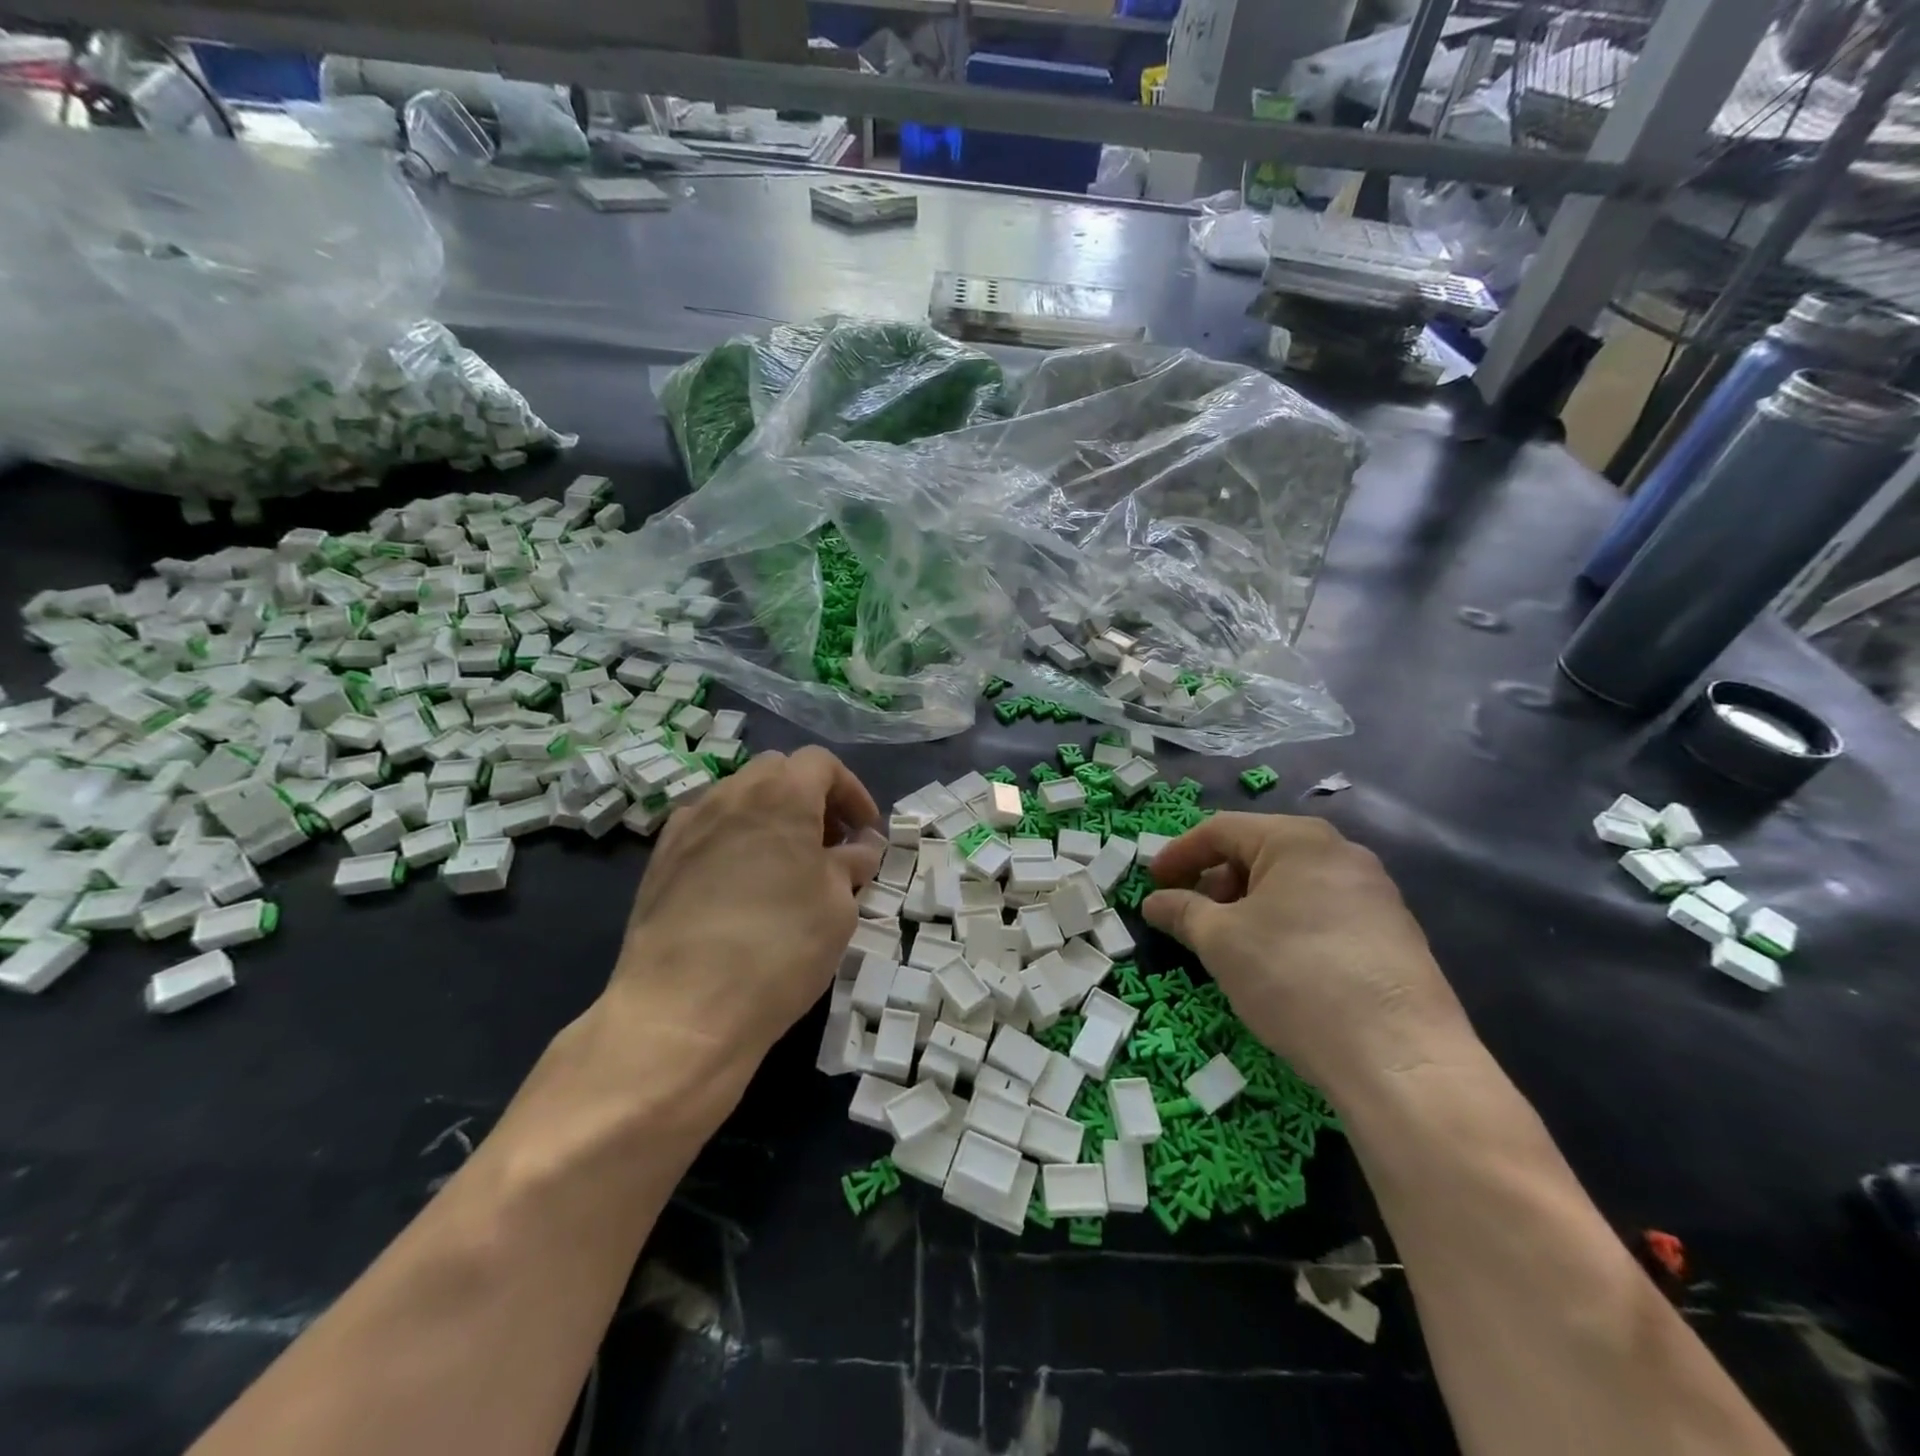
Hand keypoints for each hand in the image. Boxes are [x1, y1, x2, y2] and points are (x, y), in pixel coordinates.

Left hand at [608, 746, 883, 1064]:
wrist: (683, 1008)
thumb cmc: (780, 947)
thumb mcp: (837, 905)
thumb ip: (851, 863)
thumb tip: (860, 846)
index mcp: (781, 795)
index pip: (821, 764)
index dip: (852, 792)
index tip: (866, 833)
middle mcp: (730, 795)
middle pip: (777, 772)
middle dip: (810, 798)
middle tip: (829, 845)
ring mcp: (687, 825)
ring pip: (738, 798)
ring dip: (770, 818)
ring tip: (786, 866)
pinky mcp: (660, 860)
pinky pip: (706, 829)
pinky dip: (733, 840)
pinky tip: (741, 885)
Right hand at [1142, 813, 1474, 1098]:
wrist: (1400, 1057)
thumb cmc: (1294, 977)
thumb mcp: (1221, 942)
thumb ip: (1182, 912)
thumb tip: (1154, 902)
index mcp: (1298, 839)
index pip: (1221, 830)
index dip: (1179, 854)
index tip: (1151, 883)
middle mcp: (1341, 852)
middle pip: (1259, 852)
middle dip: (1215, 882)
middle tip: (1189, 917)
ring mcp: (1374, 892)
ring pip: (1291, 884)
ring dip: (1248, 906)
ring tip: (1229, 945)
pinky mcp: (1393, 933)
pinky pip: (1322, 911)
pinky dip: (1285, 925)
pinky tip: (1276, 965)